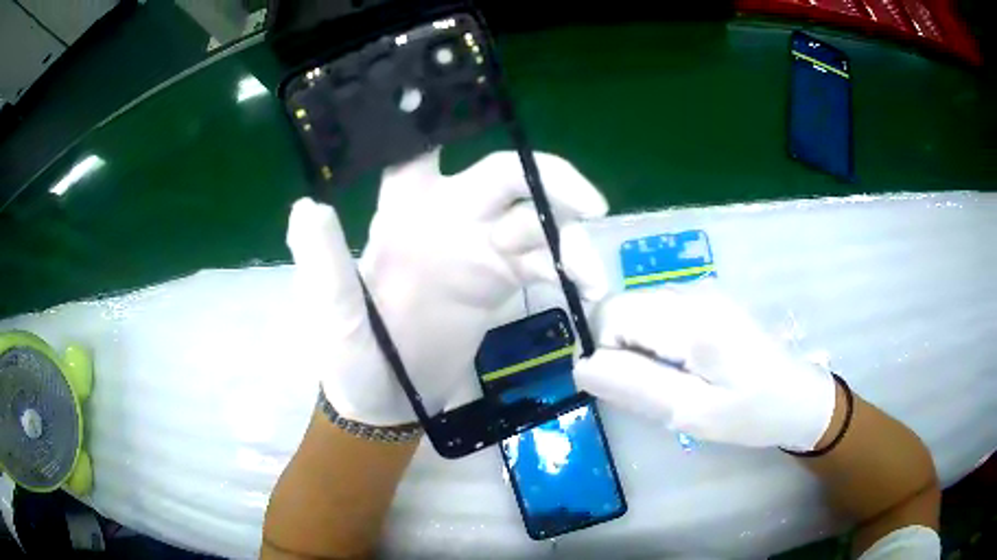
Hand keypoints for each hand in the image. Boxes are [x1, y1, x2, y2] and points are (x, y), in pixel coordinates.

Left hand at [287, 150, 607, 425]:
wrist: (387, 403)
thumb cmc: (351, 356)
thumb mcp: (333, 314)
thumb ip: (324, 263)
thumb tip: (308, 207)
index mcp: (401, 213)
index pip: (419, 151)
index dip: (443, 121)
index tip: (481, 104)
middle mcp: (446, 217)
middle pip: (506, 175)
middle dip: (551, 180)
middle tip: (590, 205)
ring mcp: (479, 249)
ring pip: (537, 219)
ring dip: (571, 238)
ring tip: (594, 278)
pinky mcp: (501, 281)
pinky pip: (545, 262)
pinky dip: (571, 271)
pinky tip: (589, 292)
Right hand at [572, 286, 835, 450]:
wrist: (798, 397)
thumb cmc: (752, 413)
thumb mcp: (694, 414)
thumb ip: (637, 387)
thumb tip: (581, 367)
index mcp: (693, 319)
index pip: (612, 313)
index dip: (604, 351)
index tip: (629, 387)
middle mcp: (692, 292)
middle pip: (621, 307)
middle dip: (621, 351)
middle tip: (654, 390)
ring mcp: (699, 292)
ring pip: (636, 311)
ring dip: (638, 349)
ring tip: (673, 382)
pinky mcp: (703, 301)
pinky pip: (655, 315)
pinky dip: (654, 344)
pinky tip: (683, 368)